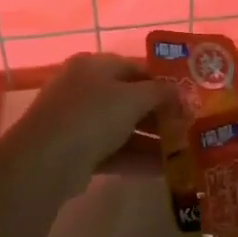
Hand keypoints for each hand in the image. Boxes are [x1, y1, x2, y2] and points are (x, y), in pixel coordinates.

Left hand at [4, 53, 173, 191]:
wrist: (46, 160)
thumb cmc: (92, 115)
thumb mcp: (132, 98)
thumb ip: (160, 93)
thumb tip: (181, 93)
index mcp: (95, 66)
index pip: (137, 67)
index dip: (165, 81)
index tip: (190, 96)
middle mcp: (85, 89)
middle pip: (131, 99)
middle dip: (161, 114)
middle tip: (190, 126)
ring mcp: (80, 122)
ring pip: (124, 128)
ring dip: (153, 140)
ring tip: (185, 151)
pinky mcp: (79, 152)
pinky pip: (115, 151)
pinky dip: (139, 159)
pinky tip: (167, 170)